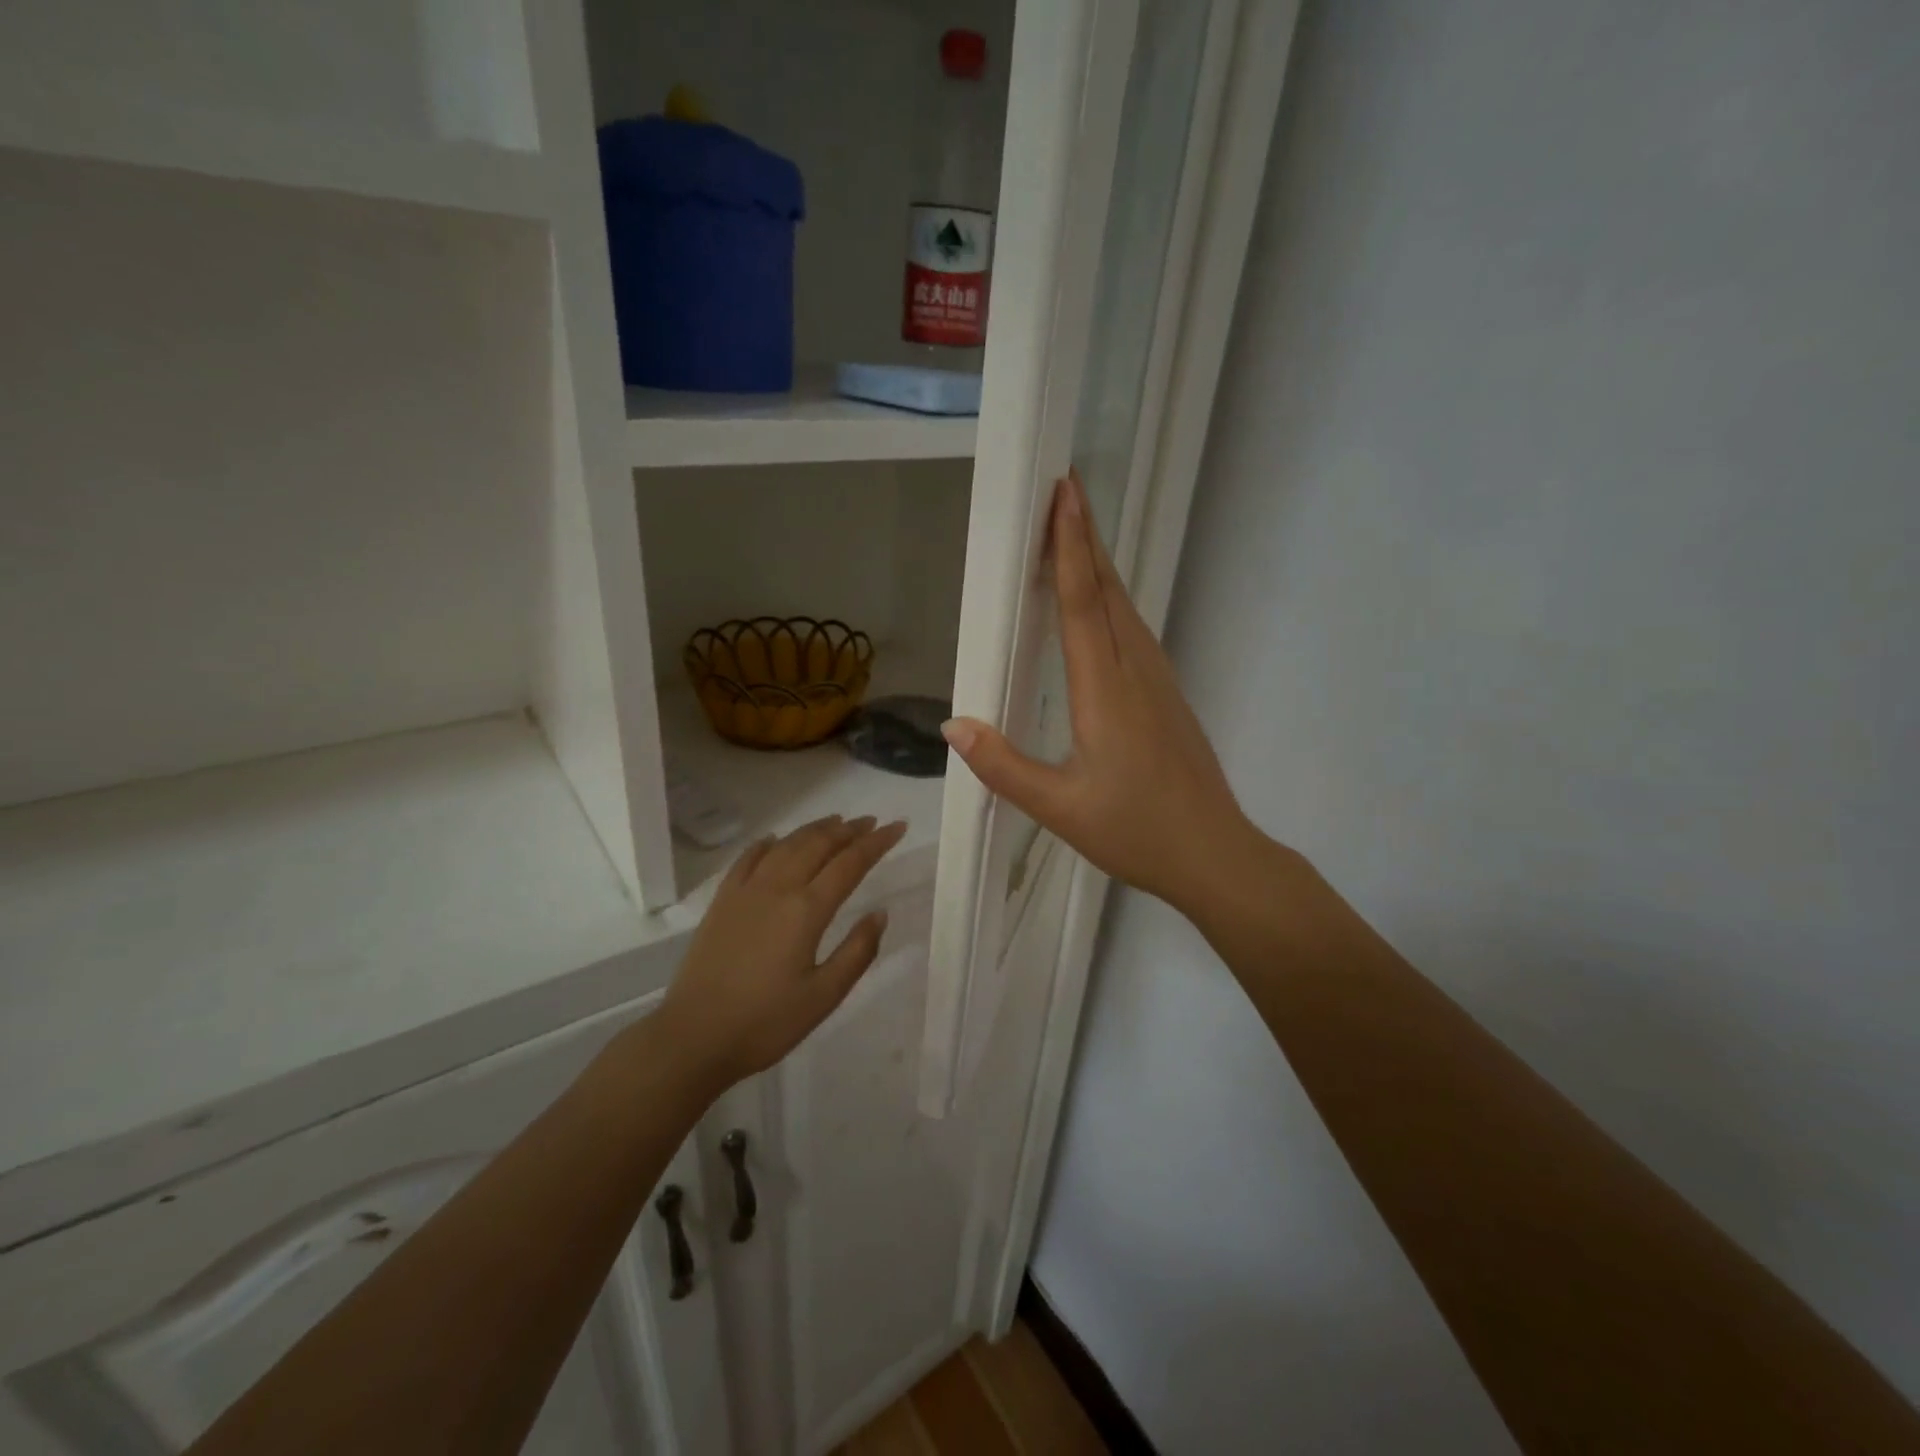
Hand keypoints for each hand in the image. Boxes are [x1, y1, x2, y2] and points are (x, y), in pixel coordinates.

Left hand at [655, 816, 908, 1093]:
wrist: (694, 1036)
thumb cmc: (766, 1022)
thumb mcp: (824, 996)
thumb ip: (857, 952)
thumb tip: (880, 913)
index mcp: (807, 910)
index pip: (850, 863)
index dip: (876, 843)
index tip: (898, 827)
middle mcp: (778, 888)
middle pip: (818, 845)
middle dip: (848, 830)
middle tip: (871, 822)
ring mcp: (746, 891)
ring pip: (786, 845)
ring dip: (814, 830)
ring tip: (835, 822)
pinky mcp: (722, 901)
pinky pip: (748, 858)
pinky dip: (768, 843)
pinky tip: (776, 840)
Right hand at [941, 472, 1265, 918]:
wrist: (1215, 854)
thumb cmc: (1136, 832)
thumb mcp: (1059, 808)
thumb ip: (1003, 766)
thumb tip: (952, 725)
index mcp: (1105, 690)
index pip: (1082, 603)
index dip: (1070, 546)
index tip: (1063, 493)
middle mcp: (1135, 671)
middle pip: (1107, 591)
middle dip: (1085, 537)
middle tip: (1064, 489)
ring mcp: (1158, 681)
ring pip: (1124, 608)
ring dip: (1099, 565)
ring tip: (1075, 534)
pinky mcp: (1167, 695)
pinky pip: (1134, 631)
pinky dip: (1111, 600)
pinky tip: (1101, 606)